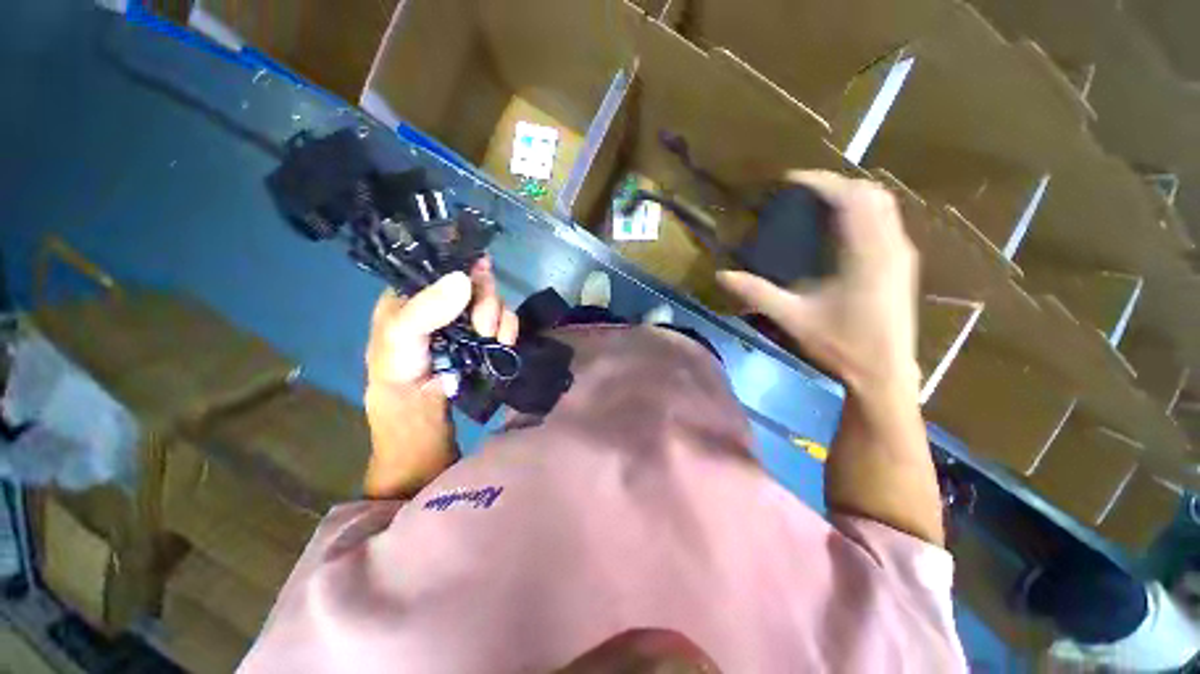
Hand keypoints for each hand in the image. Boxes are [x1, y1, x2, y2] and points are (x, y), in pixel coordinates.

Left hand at [365, 256, 519, 393]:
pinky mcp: (487, 334)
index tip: (482, 267)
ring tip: (487, 336)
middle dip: (486, 299)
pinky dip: (509, 329)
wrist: (419, 403)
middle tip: (481, 323)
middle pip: (478, 281)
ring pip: (496, 301)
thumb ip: (428, 306)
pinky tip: (503, 341)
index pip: (447, 264)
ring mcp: (470, 317)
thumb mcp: (401, 332)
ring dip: (498, 318)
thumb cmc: (399, 364)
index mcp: (419, 289)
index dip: (466, 264)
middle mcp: (448, 299)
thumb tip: (463, 278)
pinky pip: (507, 320)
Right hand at [717, 171, 919, 396]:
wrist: (884, 374)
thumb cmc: (840, 345)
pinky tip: (841, 232)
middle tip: (804, 192)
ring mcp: (902, 256)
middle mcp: (890, 247)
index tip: (791, 180)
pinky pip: (886, 223)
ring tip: (820, 205)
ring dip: (852, 197)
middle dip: (837, 185)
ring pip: (884, 207)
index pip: (849, 198)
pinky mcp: (903, 267)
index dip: (820, 182)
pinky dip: (864, 213)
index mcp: (865, 254)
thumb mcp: (792, 317)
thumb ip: (756, 293)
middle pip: (871, 194)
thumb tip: (721, 275)